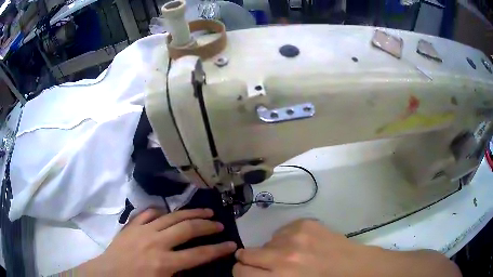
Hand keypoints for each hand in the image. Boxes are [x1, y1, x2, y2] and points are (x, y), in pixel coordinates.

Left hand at [79, 208, 236, 276]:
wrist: (108, 274)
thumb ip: (181, 275)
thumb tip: (193, 265)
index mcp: (165, 263)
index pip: (200, 254)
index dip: (219, 249)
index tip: (231, 244)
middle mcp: (156, 243)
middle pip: (188, 229)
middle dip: (207, 226)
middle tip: (219, 224)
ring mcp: (142, 230)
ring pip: (171, 216)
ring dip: (191, 213)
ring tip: (204, 211)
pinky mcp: (132, 225)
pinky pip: (149, 213)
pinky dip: (161, 212)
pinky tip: (167, 212)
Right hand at [234, 219, 460, 276]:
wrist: (358, 269)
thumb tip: (254, 274)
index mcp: (281, 276)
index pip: (241, 272)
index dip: (241, 273)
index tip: (248, 273)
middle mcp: (284, 254)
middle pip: (247, 254)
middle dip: (250, 261)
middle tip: (263, 266)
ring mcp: (296, 235)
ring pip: (266, 242)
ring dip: (271, 250)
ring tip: (289, 257)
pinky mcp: (307, 223)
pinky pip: (282, 231)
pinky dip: (285, 239)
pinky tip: (300, 246)